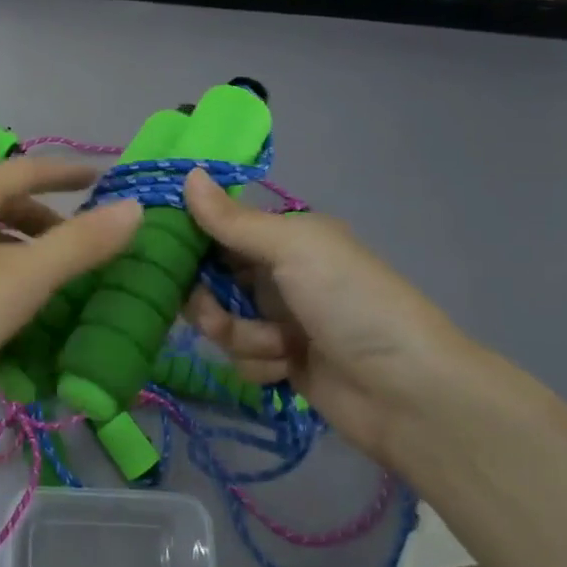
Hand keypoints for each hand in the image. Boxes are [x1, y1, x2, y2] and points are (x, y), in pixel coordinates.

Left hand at [0, 158, 141, 421]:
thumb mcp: (25, 277)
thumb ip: (81, 242)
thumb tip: (134, 208)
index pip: (24, 170)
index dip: (65, 172)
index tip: (101, 177)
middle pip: (4, 204)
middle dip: (47, 218)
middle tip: (86, 242)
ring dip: (26, 251)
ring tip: (60, 279)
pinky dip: (5, 278)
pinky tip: (20, 311)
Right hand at [181, 168, 491, 467]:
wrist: (407, 392)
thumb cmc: (350, 302)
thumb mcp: (293, 249)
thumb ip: (234, 220)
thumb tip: (187, 174)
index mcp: (285, 237)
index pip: (218, 228)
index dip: (188, 239)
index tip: (159, 254)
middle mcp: (278, 273)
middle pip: (211, 279)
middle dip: (209, 299)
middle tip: (215, 313)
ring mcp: (280, 320)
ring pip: (222, 322)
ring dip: (240, 336)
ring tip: (275, 346)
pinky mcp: (281, 362)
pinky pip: (241, 358)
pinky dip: (259, 364)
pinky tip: (287, 369)